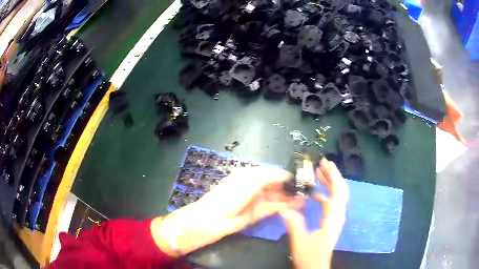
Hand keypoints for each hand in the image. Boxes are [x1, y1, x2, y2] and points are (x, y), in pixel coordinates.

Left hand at [151, 166, 303, 256]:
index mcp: (249, 176)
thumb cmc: (225, 201)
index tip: (300, 179)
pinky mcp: (256, 212)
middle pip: (274, 185)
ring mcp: (254, 200)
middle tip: (304, 192)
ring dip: (289, 197)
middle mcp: (253, 186)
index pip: (271, 173)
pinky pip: (272, 207)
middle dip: (289, 187)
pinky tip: (294, 206)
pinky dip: (283, 206)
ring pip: (275, 196)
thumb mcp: (246, 185)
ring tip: (303, 199)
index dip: (285, 175)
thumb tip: (283, 175)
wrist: (208, 221)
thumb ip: (265, 179)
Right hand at [280, 158, 348, 268]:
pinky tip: (316, 194)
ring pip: (338, 196)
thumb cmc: (309, 256)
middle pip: (341, 190)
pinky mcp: (332, 222)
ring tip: (319, 172)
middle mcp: (338, 216)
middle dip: (333, 175)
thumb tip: (284, 208)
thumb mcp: (300, 242)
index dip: (331, 177)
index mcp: (333, 219)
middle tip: (323, 163)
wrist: (316, 266)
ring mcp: (336, 219)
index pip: (337, 193)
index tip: (322, 164)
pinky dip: (326, 194)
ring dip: (330, 182)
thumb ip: (294, 225)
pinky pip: (332, 203)